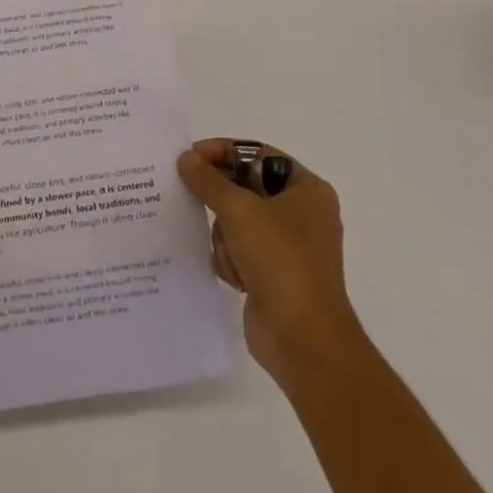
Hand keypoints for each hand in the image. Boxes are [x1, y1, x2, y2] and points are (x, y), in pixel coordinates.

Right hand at [176, 139, 361, 386]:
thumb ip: (208, 180)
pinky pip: (239, 249)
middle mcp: (301, 213)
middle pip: (245, 187)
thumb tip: (186, 158)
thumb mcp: (239, 210)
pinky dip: (230, 259)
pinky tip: (234, 277)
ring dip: (226, 237)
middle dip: (220, 200)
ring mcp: (288, 246)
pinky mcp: (273, 273)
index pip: (258, 154)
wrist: (303, 340)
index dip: (223, 152)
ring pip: (237, 220)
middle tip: (189, 195)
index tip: (189, 157)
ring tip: (232, 257)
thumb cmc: (280, 261)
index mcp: (306, 190)